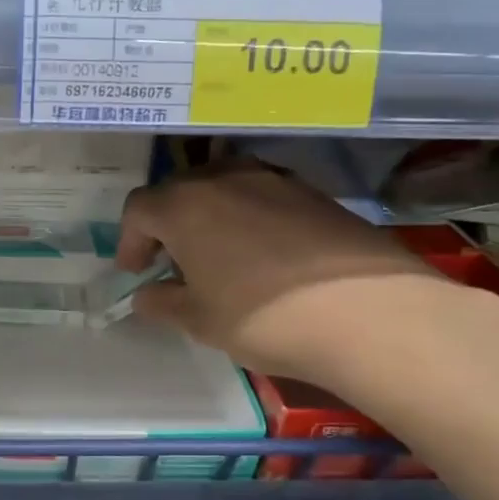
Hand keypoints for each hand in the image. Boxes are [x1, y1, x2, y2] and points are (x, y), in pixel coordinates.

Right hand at [116, 160, 495, 400]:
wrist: (368, 313)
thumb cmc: (263, 317)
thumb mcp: (200, 320)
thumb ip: (163, 303)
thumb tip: (146, 295)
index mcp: (184, 206)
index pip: (139, 208)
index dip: (130, 240)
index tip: (136, 272)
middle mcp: (224, 179)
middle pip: (179, 189)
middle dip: (166, 223)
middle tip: (170, 261)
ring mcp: (273, 180)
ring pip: (222, 187)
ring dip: (207, 215)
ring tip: (216, 255)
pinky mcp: (313, 193)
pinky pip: (261, 195)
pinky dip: (247, 216)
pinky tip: (262, 254)